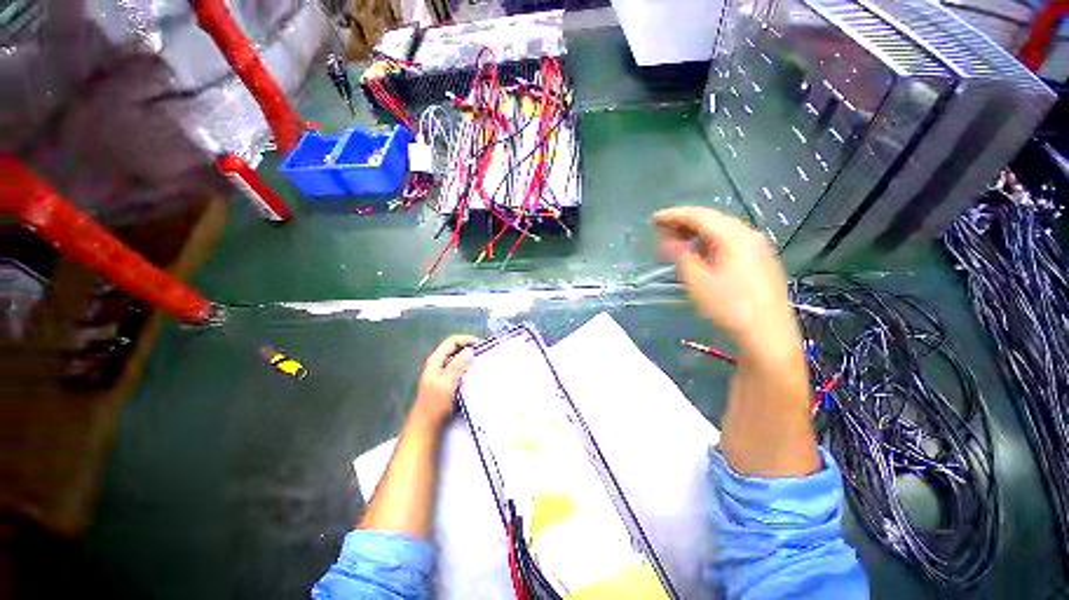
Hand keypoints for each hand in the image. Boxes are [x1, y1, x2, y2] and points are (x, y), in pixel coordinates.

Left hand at [411, 335, 477, 429]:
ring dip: (469, 359)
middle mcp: (438, 364)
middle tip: (484, 353)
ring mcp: (442, 373)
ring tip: (482, 362)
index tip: (481, 345)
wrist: (425, 426)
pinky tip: (475, 374)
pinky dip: (467, 368)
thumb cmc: (434, 405)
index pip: (452, 341)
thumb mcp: (446, 383)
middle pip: (455, 349)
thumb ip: (457, 366)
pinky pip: (459, 369)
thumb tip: (469, 350)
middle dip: (469, 348)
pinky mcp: (447, 382)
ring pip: (457, 359)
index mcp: (435, 361)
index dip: (466, 340)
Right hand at [654, 207, 798, 352]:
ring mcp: (758, 248)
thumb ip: (680, 255)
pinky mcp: (760, 261)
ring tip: (676, 243)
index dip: (674, 215)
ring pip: (721, 232)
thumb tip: (667, 239)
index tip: (654, 219)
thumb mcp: (697, 280)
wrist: (767, 334)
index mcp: (733, 236)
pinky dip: (710, 244)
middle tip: (662, 231)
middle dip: (685, 223)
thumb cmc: (729, 306)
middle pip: (712, 220)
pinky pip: (730, 243)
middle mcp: (748, 235)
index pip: (699, 216)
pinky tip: (700, 255)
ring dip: (697, 234)